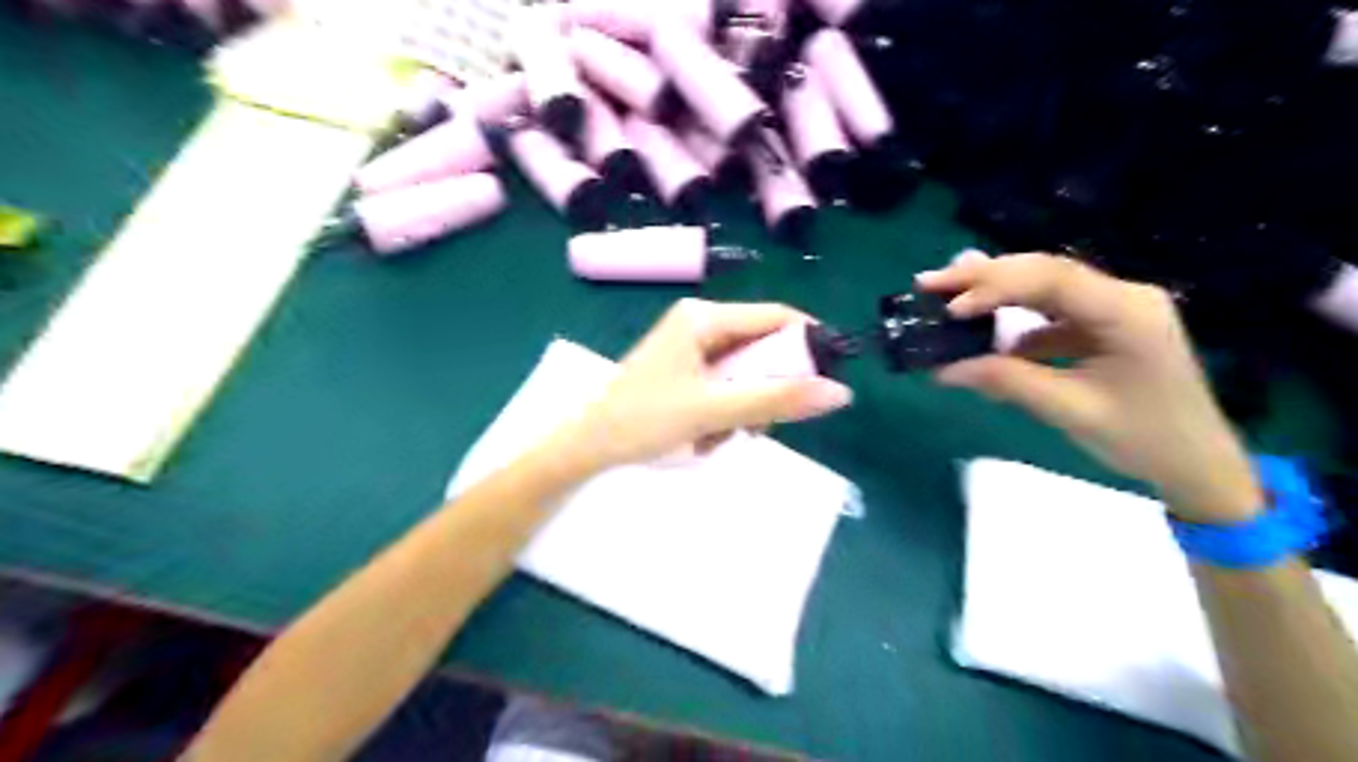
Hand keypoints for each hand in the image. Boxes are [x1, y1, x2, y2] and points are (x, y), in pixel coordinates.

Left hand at [559, 296, 845, 469]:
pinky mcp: (685, 371)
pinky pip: (726, 386)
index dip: (806, 345)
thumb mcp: (714, 410)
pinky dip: (727, 412)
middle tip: (760, 424)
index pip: (776, 317)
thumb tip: (840, 392)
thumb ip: (776, 400)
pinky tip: (707, 436)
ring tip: (722, 436)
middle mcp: (700, 323)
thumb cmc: (644, 420)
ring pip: (746, 372)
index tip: (823, 383)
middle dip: (767, 388)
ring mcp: (691, 348)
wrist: (588, 446)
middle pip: (762, 347)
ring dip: (746, 407)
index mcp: (704, 317)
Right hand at [922, 251, 1262, 524]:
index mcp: (1125, 310)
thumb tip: (943, 369)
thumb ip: (1005, 381)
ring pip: (1043, 288)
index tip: (949, 309)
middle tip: (930, 283)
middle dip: (983, 276)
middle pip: (1043, 272)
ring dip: (994, 293)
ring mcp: (1113, 308)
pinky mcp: (1102, 326)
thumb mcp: (1069, 409)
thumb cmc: (1143, 438)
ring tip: (946, 298)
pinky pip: (1050, 314)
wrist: (1197, 464)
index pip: (1051, 280)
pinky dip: (1013, 324)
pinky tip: (986, 339)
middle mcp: (1121, 296)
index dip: (995, 287)